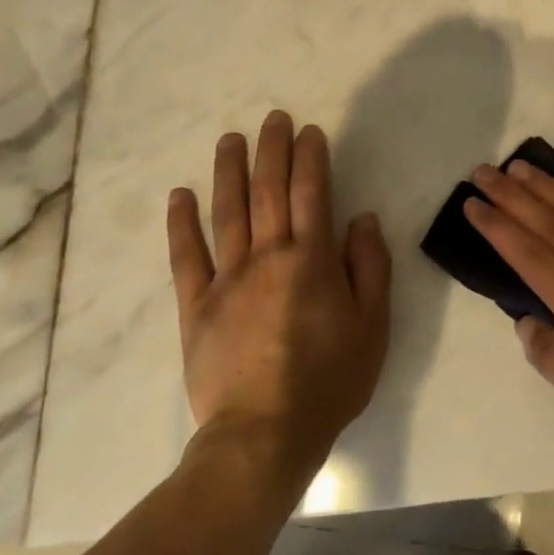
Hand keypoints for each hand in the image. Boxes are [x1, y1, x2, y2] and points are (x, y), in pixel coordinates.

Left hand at [166, 111, 390, 480]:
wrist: (264, 435)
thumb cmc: (328, 380)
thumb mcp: (373, 326)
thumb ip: (369, 266)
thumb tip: (361, 218)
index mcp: (311, 259)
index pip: (311, 192)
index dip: (310, 157)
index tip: (309, 131)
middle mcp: (268, 256)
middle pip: (267, 190)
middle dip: (272, 150)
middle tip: (273, 119)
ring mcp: (227, 279)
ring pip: (227, 211)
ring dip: (229, 170)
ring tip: (230, 139)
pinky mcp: (196, 306)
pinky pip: (186, 257)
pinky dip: (181, 223)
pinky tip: (180, 195)